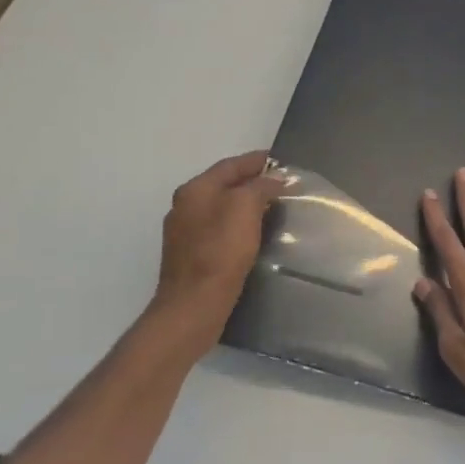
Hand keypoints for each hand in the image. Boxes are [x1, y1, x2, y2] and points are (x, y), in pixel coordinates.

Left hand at [146, 149, 283, 348]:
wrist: (194, 304)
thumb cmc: (221, 251)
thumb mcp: (245, 208)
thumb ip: (259, 187)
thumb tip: (272, 179)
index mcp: (195, 190)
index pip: (230, 165)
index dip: (256, 161)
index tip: (279, 160)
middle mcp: (184, 206)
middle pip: (223, 185)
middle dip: (251, 182)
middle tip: (280, 184)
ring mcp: (184, 232)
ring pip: (220, 208)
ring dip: (245, 204)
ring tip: (272, 207)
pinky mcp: (190, 256)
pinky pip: (218, 229)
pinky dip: (237, 225)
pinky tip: (253, 234)